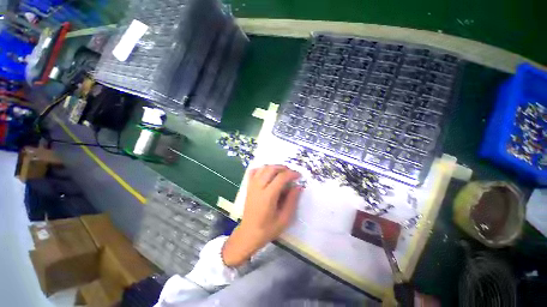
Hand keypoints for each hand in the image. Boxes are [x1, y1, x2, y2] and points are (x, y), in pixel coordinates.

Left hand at [222, 165, 302, 266]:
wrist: (249, 233)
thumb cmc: (268, 229)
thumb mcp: (284, 218)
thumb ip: (292, 201)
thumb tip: (298, 186)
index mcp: (268, 196)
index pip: (281, 177)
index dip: (291, 174)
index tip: (299, 176)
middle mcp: (258, 187)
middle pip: (271, 169)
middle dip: (283, 168)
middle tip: (291, 174)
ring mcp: (252, 185)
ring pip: (263, 168)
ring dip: (274, 167)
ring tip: (282, 173)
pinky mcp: (248, 186)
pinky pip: (254, 171)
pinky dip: (262, 169)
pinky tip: (268, 174)